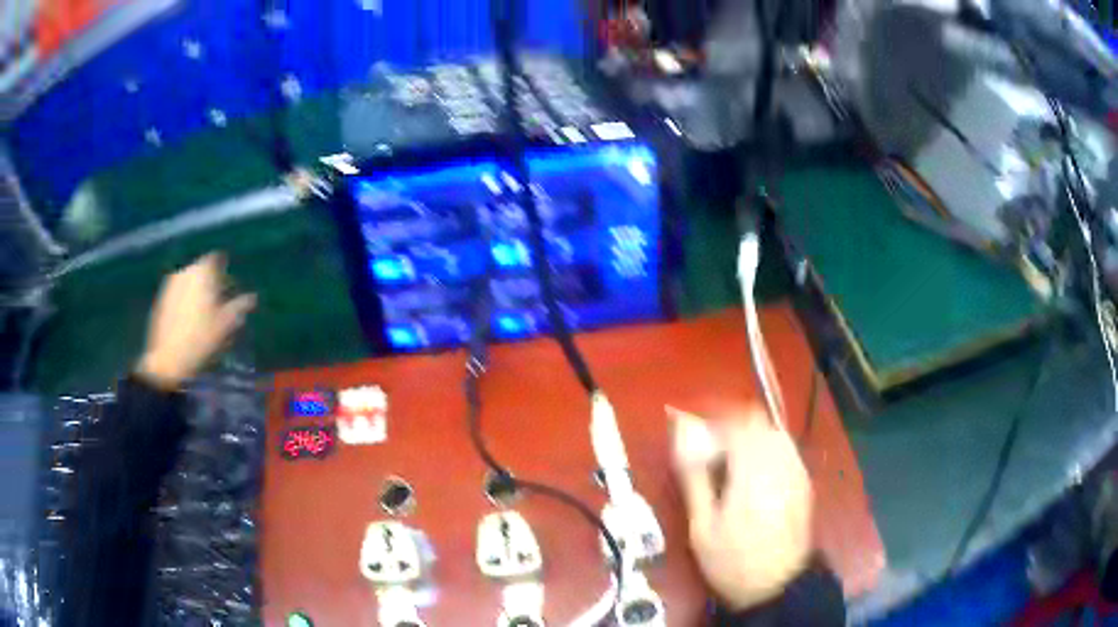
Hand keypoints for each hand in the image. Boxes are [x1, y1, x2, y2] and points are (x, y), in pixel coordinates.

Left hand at [137, 253, 255, 389]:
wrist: (168, 359)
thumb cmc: (201, 339)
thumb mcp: (225, 324)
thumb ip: (239, 306)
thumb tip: (252, 298)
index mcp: (203, 271)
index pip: (217, 259)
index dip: (225, 271)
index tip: (231, 286)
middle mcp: (186, 270)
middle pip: (202, 269)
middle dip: (211, 282)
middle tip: (219, 301)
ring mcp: (171, 284)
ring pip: (189, 281)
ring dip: (197, 291)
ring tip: (204, 312)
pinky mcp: (161, 298)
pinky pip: (178, 292)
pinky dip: (185, 300)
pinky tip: (189, 319)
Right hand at [671, 407, 812, 610]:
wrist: (777, 586)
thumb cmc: (732, 561)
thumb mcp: (702, 527)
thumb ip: (694, 480)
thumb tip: (682, 444)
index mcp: (752, 474)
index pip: (736, 424)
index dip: (712, 422)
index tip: (694, 434)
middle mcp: (780, 465)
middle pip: (757, 422)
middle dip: (731, 426)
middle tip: (710, 448)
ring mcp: (796, 472)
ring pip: (773, 432)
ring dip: (750, 436)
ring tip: (730, 461)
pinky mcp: (804, 482)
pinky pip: (785, 449)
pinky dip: (766, 450)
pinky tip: (752, 475)